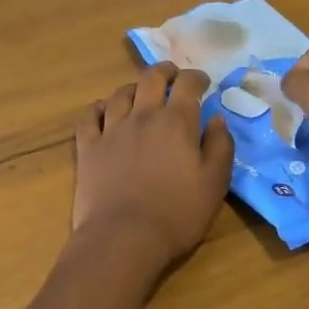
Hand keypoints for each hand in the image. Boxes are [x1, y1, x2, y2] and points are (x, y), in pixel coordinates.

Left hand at [73, 63, 234, 265]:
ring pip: (120, 94)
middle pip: (151, 78)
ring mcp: (111, 130)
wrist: (124, 237)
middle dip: (165, 71)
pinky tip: (102, 110)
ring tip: (140, 93)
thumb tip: (217, 118)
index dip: (197, 78)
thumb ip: (220, 146)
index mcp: (176, 122)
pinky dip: (96, 108)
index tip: (203, 83)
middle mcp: (142, 116)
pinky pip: (88, 117)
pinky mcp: (88, 148)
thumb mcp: (214, 184)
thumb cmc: (177, 213)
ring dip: (133, 88)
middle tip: (173, 76)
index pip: (187, 84)